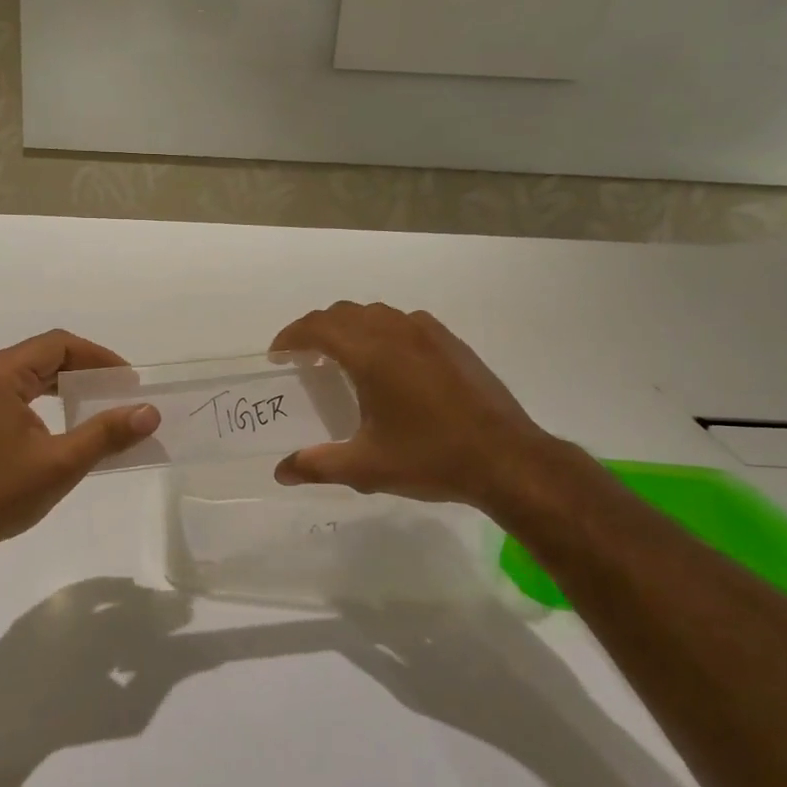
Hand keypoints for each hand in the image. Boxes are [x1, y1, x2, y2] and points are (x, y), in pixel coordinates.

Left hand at [0, 331, 158, 554]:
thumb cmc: (1, 493)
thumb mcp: (62, 462)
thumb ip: (107, 433)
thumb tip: (150, 413)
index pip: (58, 345)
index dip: (98, 357)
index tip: (127, 382)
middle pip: (43, 354)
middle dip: (84, 369)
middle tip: (118, 391)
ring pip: (29, 372)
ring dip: (64, 383)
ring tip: (98, 402)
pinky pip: (15, 390)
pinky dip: (44, 397)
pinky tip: (64, 418)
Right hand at [269, 302, 550, 509]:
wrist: (508, 459)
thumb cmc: (431, 459)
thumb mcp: (367, 468)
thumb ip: (317, 465)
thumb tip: (281, 472)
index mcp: (371, 355)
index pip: (318, 328)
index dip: (291, 337)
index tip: (277, 356)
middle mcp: (397, 332)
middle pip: (343, 313)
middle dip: (316, 329)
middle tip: (303, 357)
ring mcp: (428, 334)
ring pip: (375, 313)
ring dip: (349, 326)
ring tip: (341, 357)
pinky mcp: (451, 343)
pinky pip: (404, 321)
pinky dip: (381, 330)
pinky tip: (388, 362)